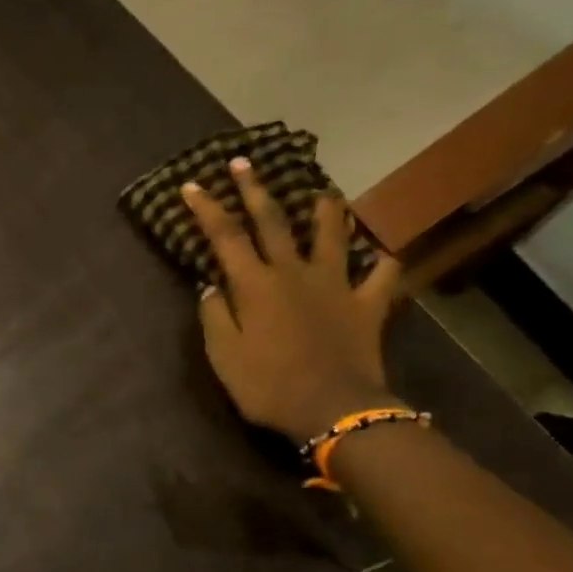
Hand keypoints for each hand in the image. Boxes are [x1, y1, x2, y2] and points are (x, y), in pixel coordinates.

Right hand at [182, 158, 404, 442]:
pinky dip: (379, 263)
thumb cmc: (267, 385)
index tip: (192, 185)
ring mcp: (336, 285)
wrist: (333, 408)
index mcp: (255, 285)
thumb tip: (211, 286)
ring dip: (325, 211)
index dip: (207, 209)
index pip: (225, 237)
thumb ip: (215, 316)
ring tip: (322, 193)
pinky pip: (380, 275)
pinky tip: (378, 258)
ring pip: (332, 235)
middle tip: (244, 163)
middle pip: (273, 222)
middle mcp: (294, 273)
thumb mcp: (224, 356)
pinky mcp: (367, 304)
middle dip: (255, 190)